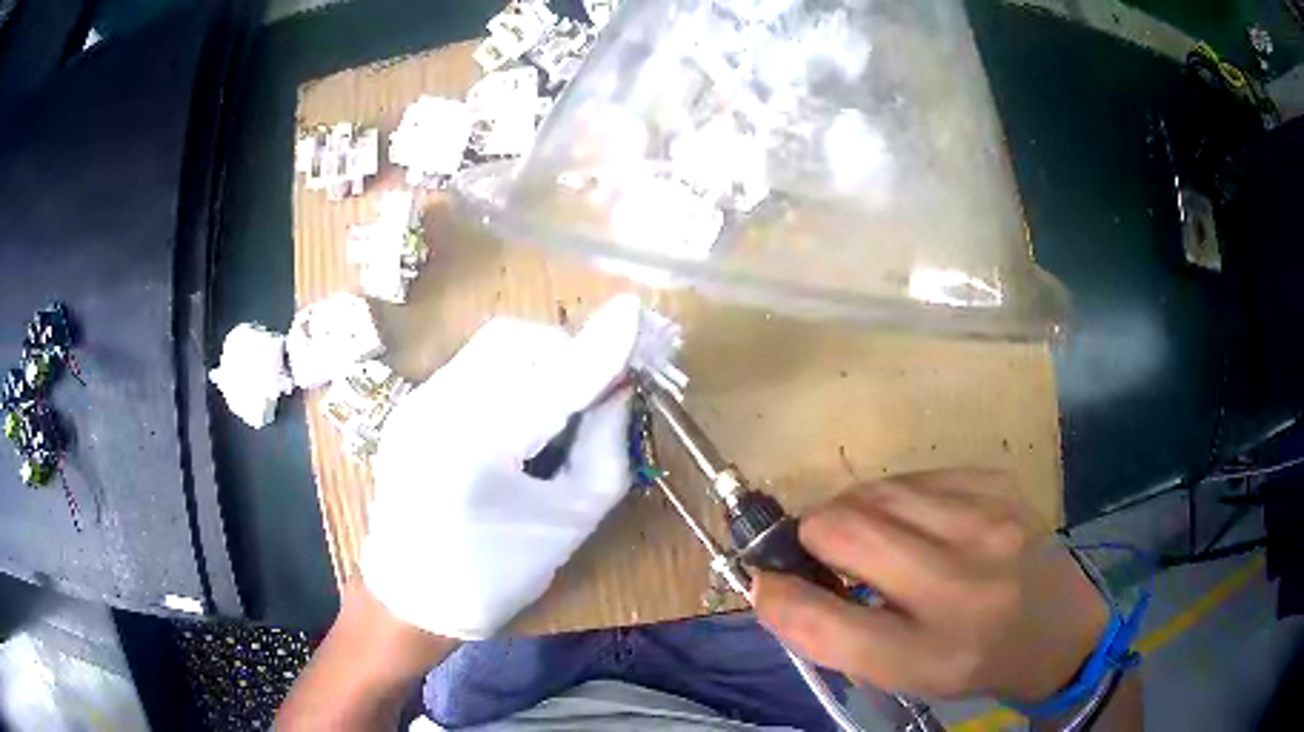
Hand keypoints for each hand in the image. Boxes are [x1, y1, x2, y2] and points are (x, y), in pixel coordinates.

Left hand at [361, 316, 633, 640]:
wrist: (411, 598)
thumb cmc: (496, 576)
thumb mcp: (570, 523)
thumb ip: (605, 449)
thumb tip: (621, 391)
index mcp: (477, 453)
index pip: (554, 382)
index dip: (600, 347)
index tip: (635, 314)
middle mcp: (435, 412)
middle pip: (513, 342)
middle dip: (564, 351)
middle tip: (595, 388)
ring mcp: (415, 404)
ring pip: (491, 348)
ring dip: (537, 360)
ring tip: (559, 404)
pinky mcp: (409, 407)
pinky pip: (470, 367)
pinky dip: (509, 374)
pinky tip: (519, 416)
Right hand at [754, 470, 1106, 702]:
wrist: (1057, 629)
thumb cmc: (972, 660)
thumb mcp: (903, 674)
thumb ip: (836, 637)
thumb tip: (775, 585)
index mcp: (930, 654)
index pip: (824, 623)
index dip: (778, 597)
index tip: (769, 584)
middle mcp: (961, 585)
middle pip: (842, 530)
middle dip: (813, 538)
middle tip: (824, 556)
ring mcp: (987, 523)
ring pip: (874, 492)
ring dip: (853, 512)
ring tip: (870, 537)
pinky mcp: (999, 485)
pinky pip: (915, 475)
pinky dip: (896, 497)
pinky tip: (914, 521)